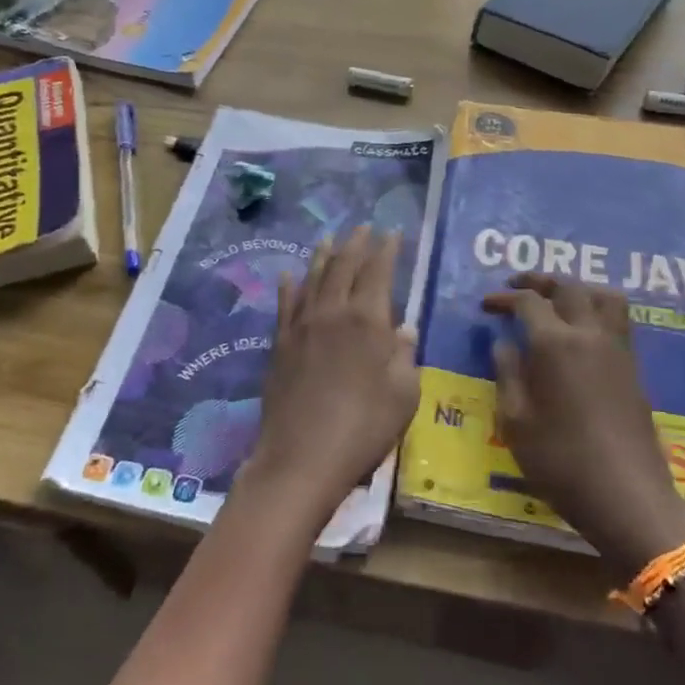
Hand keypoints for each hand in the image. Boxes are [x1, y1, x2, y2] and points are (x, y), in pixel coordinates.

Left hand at [243, 227, 419, 524]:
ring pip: (313, 279)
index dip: (386, 250)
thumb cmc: (364, 428)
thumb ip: (404, 356)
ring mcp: (301, 327)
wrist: (302, 457)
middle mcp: (332, 313)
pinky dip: (290, 286)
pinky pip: (285, 305)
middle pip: (343, 267)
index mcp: (367, 321)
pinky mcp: (280, 345)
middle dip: (356, 244)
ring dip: (323, 256)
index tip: (393, 233)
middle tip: (363, 227)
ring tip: (329, 238)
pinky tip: (289, 275)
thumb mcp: (403, 395)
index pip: (378, 272)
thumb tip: (404, 328)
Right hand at [483, 273, 684, 574]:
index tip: (486, 305)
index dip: (504, 298)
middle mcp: (589, 335)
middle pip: (568, 286)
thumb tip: (503, 343)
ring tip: (556, 299)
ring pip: (602, 295)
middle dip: (539, 280)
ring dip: (576, 287)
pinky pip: (617, 318)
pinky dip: (596, 307)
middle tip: (516, 286)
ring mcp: (617, 349)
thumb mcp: (515, 422)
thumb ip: (507, 375)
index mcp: (555, 344)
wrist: (627, 497)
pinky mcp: (633, 367)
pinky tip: (581, 330)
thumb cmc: (560, 461)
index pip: (528, 302)